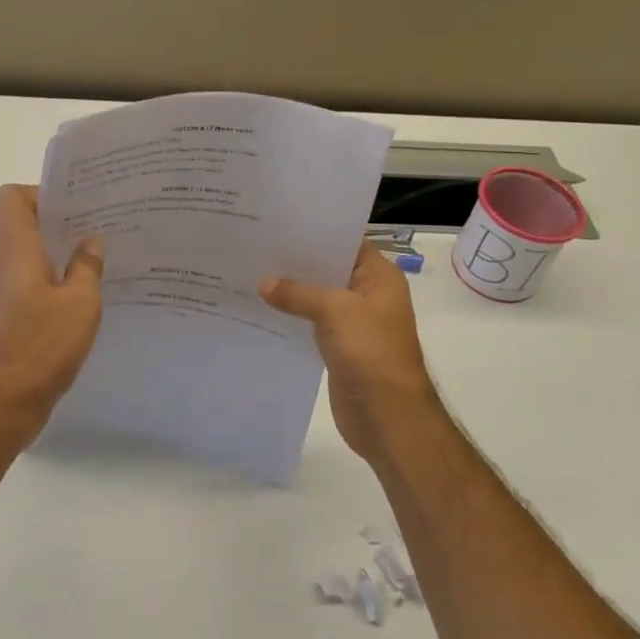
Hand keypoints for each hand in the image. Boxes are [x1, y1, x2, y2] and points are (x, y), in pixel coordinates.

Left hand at [0, 185, 103, 448]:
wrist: (3, 405)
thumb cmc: (42, 347)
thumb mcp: (80, 304)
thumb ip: (86, 267)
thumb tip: (89, 243)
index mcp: (16, 252)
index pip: (11, 199)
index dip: (39, 192)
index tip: (72, 206)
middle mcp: (1, 267)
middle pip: (23, 228)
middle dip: (59, 225)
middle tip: (98, 231)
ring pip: (28, 260)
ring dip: (58, 258)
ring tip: (96, 267)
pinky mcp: (4, 319)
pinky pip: (28, 286)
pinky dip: (51, 286)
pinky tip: (80, 303)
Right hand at [261, 241, 442, 463]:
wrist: (388, 416)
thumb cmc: (370, 351)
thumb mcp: (334, 310)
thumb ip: (297, 293)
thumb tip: (263, 283)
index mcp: (379, 277)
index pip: (346, 241)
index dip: (316, 232)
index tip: (280, 222)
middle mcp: (369, 295)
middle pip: (329, 269)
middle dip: (297, 261)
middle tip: (257, 245)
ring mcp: (354, 323)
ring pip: (318, 297)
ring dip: (291, 290)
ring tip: (251, 273)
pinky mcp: (339, 348)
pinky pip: (312, 323)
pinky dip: (292, 316)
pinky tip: (262, 309)